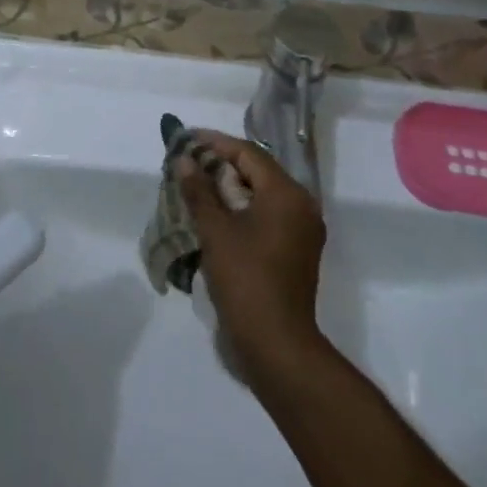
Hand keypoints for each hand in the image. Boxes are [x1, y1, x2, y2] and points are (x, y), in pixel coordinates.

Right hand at [176, 131, 327, 388]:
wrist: (277, 347)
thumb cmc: (246, 280)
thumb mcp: (215, 231)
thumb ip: (199, 190)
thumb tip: (184, 159)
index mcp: (287, 194)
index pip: (248, 153)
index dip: (215, 143)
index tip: (186, 139)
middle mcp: (301, 206)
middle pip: (257, 171)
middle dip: (221, 164)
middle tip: (188, 162)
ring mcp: (302, 231)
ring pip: (261, 194)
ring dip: (230, 188)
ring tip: (196, 185)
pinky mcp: (296, 252)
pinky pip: (267, 216)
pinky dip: (242, 209)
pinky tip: (216, 215)